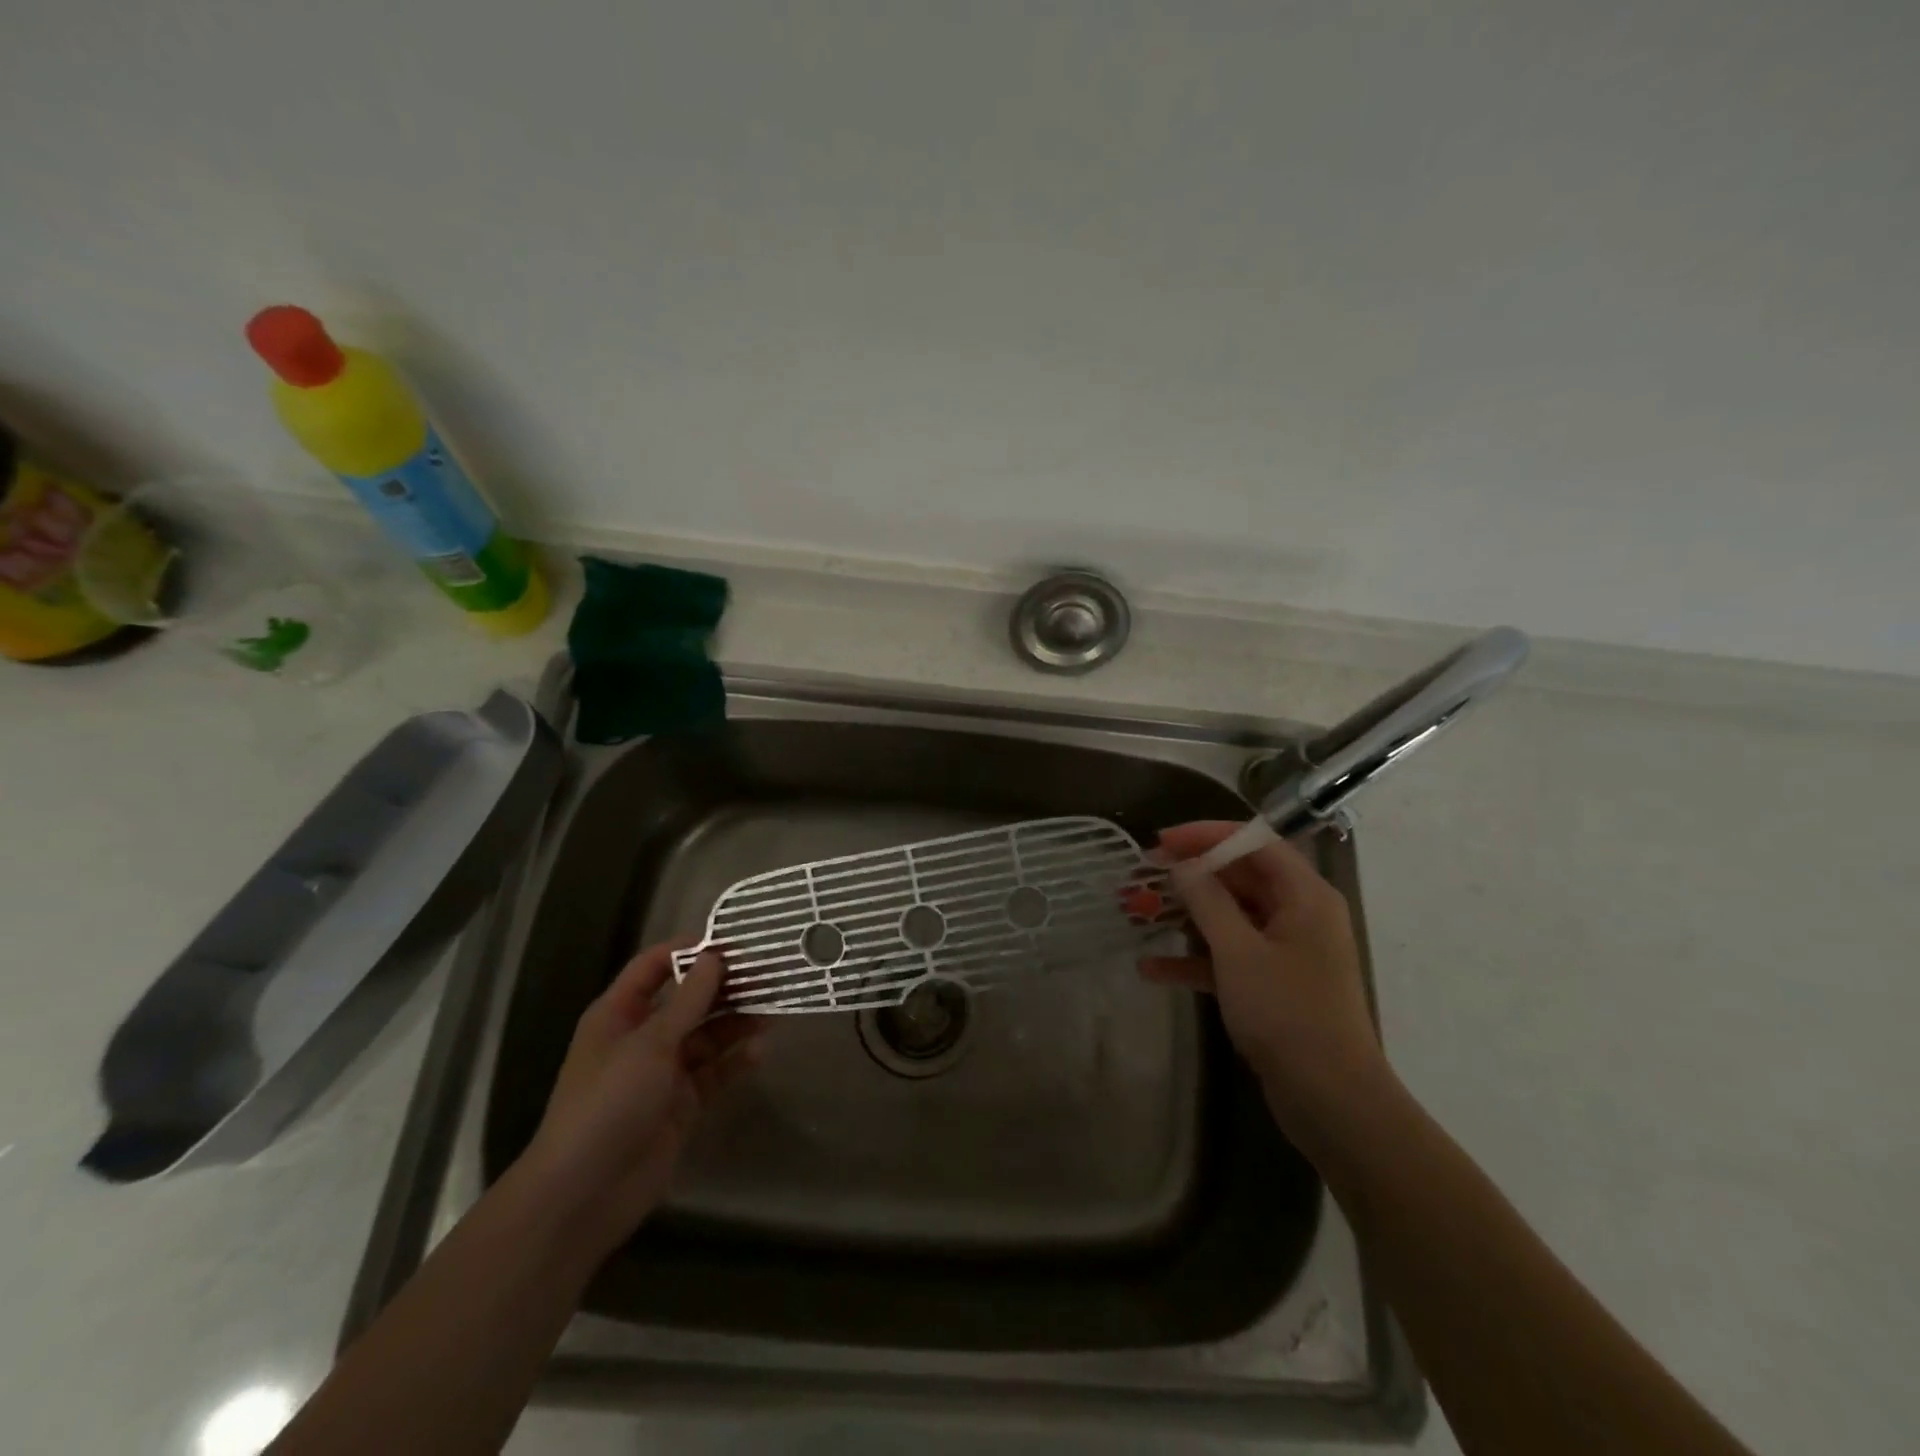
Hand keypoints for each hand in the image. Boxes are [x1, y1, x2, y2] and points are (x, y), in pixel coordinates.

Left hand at [522, 941, 761, 1256]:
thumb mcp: (650, 1044)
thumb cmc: (608, 1103)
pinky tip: (759, 1052)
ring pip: (708, 1034)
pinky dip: (736, 1061)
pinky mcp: (683, 1104)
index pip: (655, 966)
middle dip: (725, 986)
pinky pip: (715, 1072)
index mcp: (620, 1013)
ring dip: (737, 1021)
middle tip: (768, 974)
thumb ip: (688, 1000)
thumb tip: (715, 956)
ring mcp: (664, 1071)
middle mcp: (643, 1036)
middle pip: (689, 999)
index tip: (733, 942)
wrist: (583, 1195)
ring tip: (774, 1010)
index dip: (690, 950)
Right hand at [1142, 821, 1388, 1137]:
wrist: (1331, 1100)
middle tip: (1143, 874)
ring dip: (1185, 915)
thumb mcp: (1239, 951)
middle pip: (1240, 877)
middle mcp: (1298, 914)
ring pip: (1229, 917)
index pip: (1254, 843)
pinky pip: (1228, 956)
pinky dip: (1194, 959)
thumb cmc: (1288, 1014)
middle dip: (1190, 875)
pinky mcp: (1271, 984)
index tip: (1162, 840)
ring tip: (1137, 913)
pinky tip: (1151, 969)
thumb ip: (1208, 901)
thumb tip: (1183, 864)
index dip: (1207, 835)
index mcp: (1304, 895)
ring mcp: (1285, 951)